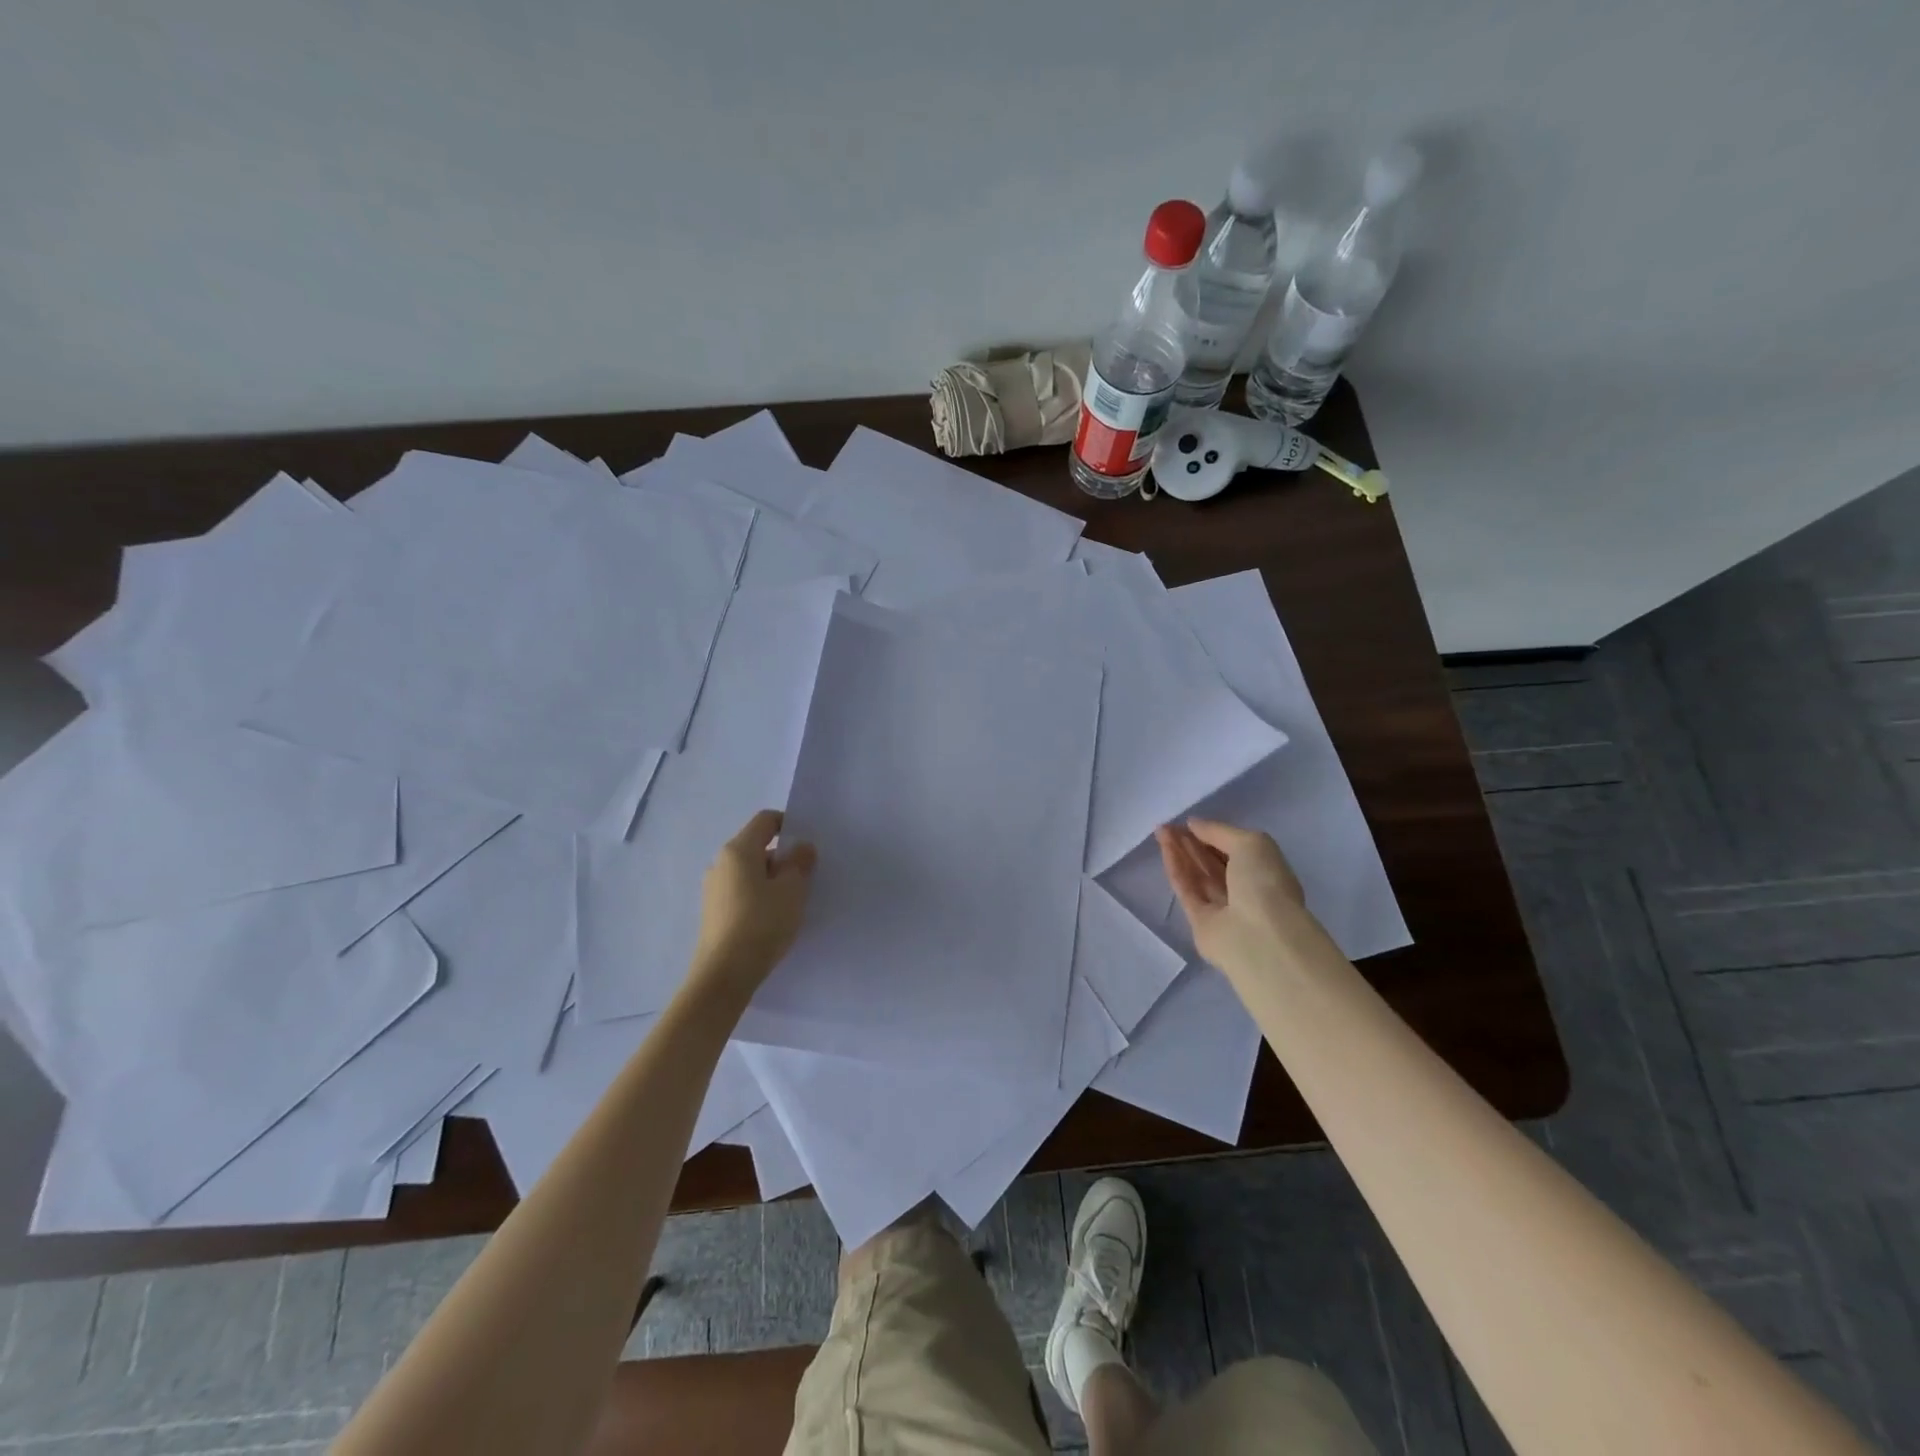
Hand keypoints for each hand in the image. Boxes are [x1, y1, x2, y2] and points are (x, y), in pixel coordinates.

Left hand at [689, 810, 816, 1001]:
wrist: (724, 975)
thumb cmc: (761, 923)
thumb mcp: (792, 890)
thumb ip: (799, 863)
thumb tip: (801, 848)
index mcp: (738, 850)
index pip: (766, 820)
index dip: (789, 825)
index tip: (808, 847)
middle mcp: (721, 863)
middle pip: (758, 847)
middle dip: (784, 858)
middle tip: (807, 879)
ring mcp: (714, 889)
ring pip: (750, 872)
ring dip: (772, 880)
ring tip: (792, 903)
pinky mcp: (713, 912)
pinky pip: (742, 892)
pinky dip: (759, 897)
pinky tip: (773, 920)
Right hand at [1155, 818, 1316, 982]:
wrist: (1258, 937)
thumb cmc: (1264, 883)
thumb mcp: (1251, 843)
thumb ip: (1220, 831)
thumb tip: (1193, 824)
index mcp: (1265, 873)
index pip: (1236, 850)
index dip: (1213, 835)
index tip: (1190, 822)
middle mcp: (1245, 891)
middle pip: (1213, 863)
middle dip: (1192, 843)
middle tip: (1169, 825)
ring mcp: (1222, 908)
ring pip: (1197, 875)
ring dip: (1180, 852)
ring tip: (1161, 831)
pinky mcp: (1200, 922)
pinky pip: (1186, 890)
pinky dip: (1176, 869)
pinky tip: (1164, 849)